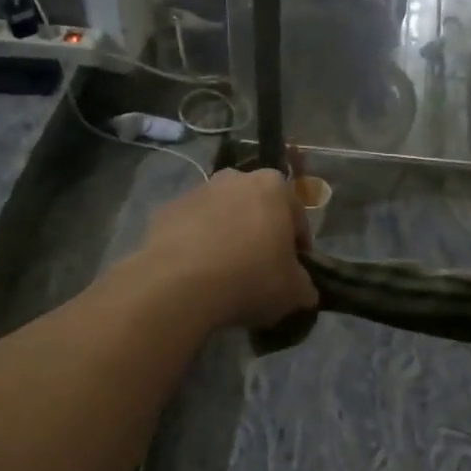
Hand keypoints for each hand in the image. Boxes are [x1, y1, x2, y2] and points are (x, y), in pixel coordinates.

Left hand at [137, 168, 317, 328]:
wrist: (179, 284)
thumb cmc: (250, 278)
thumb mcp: (294, 292)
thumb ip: (304, 286)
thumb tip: (304, 290)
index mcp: (274, 186)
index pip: (296, 216)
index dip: (298, 246)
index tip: (293, 272)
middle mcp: (235, 178)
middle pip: (256, 209)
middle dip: (259, 234)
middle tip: (259, 270)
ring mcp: (196, 191)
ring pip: (221, 216)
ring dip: (226, 237)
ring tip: (224, 275)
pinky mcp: (165, 210)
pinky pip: (190, 229)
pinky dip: (195, 245)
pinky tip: (196, 274)